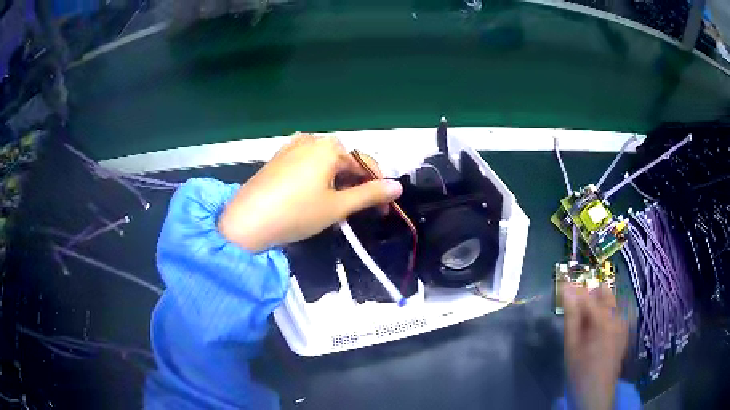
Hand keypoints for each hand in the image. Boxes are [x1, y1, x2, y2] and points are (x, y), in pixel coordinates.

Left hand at [218, 133, 402, 251]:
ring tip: (335, 209)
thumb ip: (369, 195)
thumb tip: (398, 187)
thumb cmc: (296, 213)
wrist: (246, 222)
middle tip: (357, 213)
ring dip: (337, 184)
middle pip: (344, 162)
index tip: (382, 211)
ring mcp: (291, 147)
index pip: (364, 163)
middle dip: (355, 186)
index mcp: (329, 146)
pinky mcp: (278, 158)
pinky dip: (317, 180)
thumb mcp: (337, 206)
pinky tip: (312, 198)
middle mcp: (311, 140)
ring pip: (325, 164)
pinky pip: (307, 165)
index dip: (377, 187)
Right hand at [562, 284, 627, 409]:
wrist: (597, 391)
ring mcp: (623, 323)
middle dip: (589, 296)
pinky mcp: (624, 331)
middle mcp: (617, 316)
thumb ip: (571, 317)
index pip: (587, 296)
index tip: (564, 288)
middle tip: (576, 310)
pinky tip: (597, 332)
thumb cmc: (580, 370)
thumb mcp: (571, 346)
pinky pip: (616, 313)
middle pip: (604, 293)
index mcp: (603, 320)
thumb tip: (566, 291)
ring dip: (598, 305)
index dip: (575, 291)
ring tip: (585, 323)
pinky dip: (606, 315)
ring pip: (611, 302)